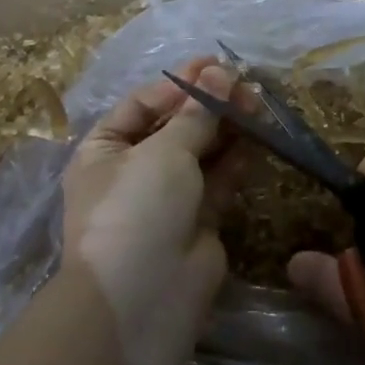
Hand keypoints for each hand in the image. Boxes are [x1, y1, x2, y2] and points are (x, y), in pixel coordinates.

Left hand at [58, 60, 233, 364]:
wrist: (143, 299)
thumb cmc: (138, 208)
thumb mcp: (164, 151)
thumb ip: (198, 113)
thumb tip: (222, 73)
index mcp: (105, 150)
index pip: (144, 104)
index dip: (180, 83)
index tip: (216, 65)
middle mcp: (133, 171)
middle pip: (175, 126)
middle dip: (208, 103)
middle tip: (245, 83)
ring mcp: (166, 198)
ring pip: (201, 152)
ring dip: (227, 127)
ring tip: (258, 101)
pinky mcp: (198, 221)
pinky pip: (218, 180)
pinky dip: (237, 159)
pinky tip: (259, 136)